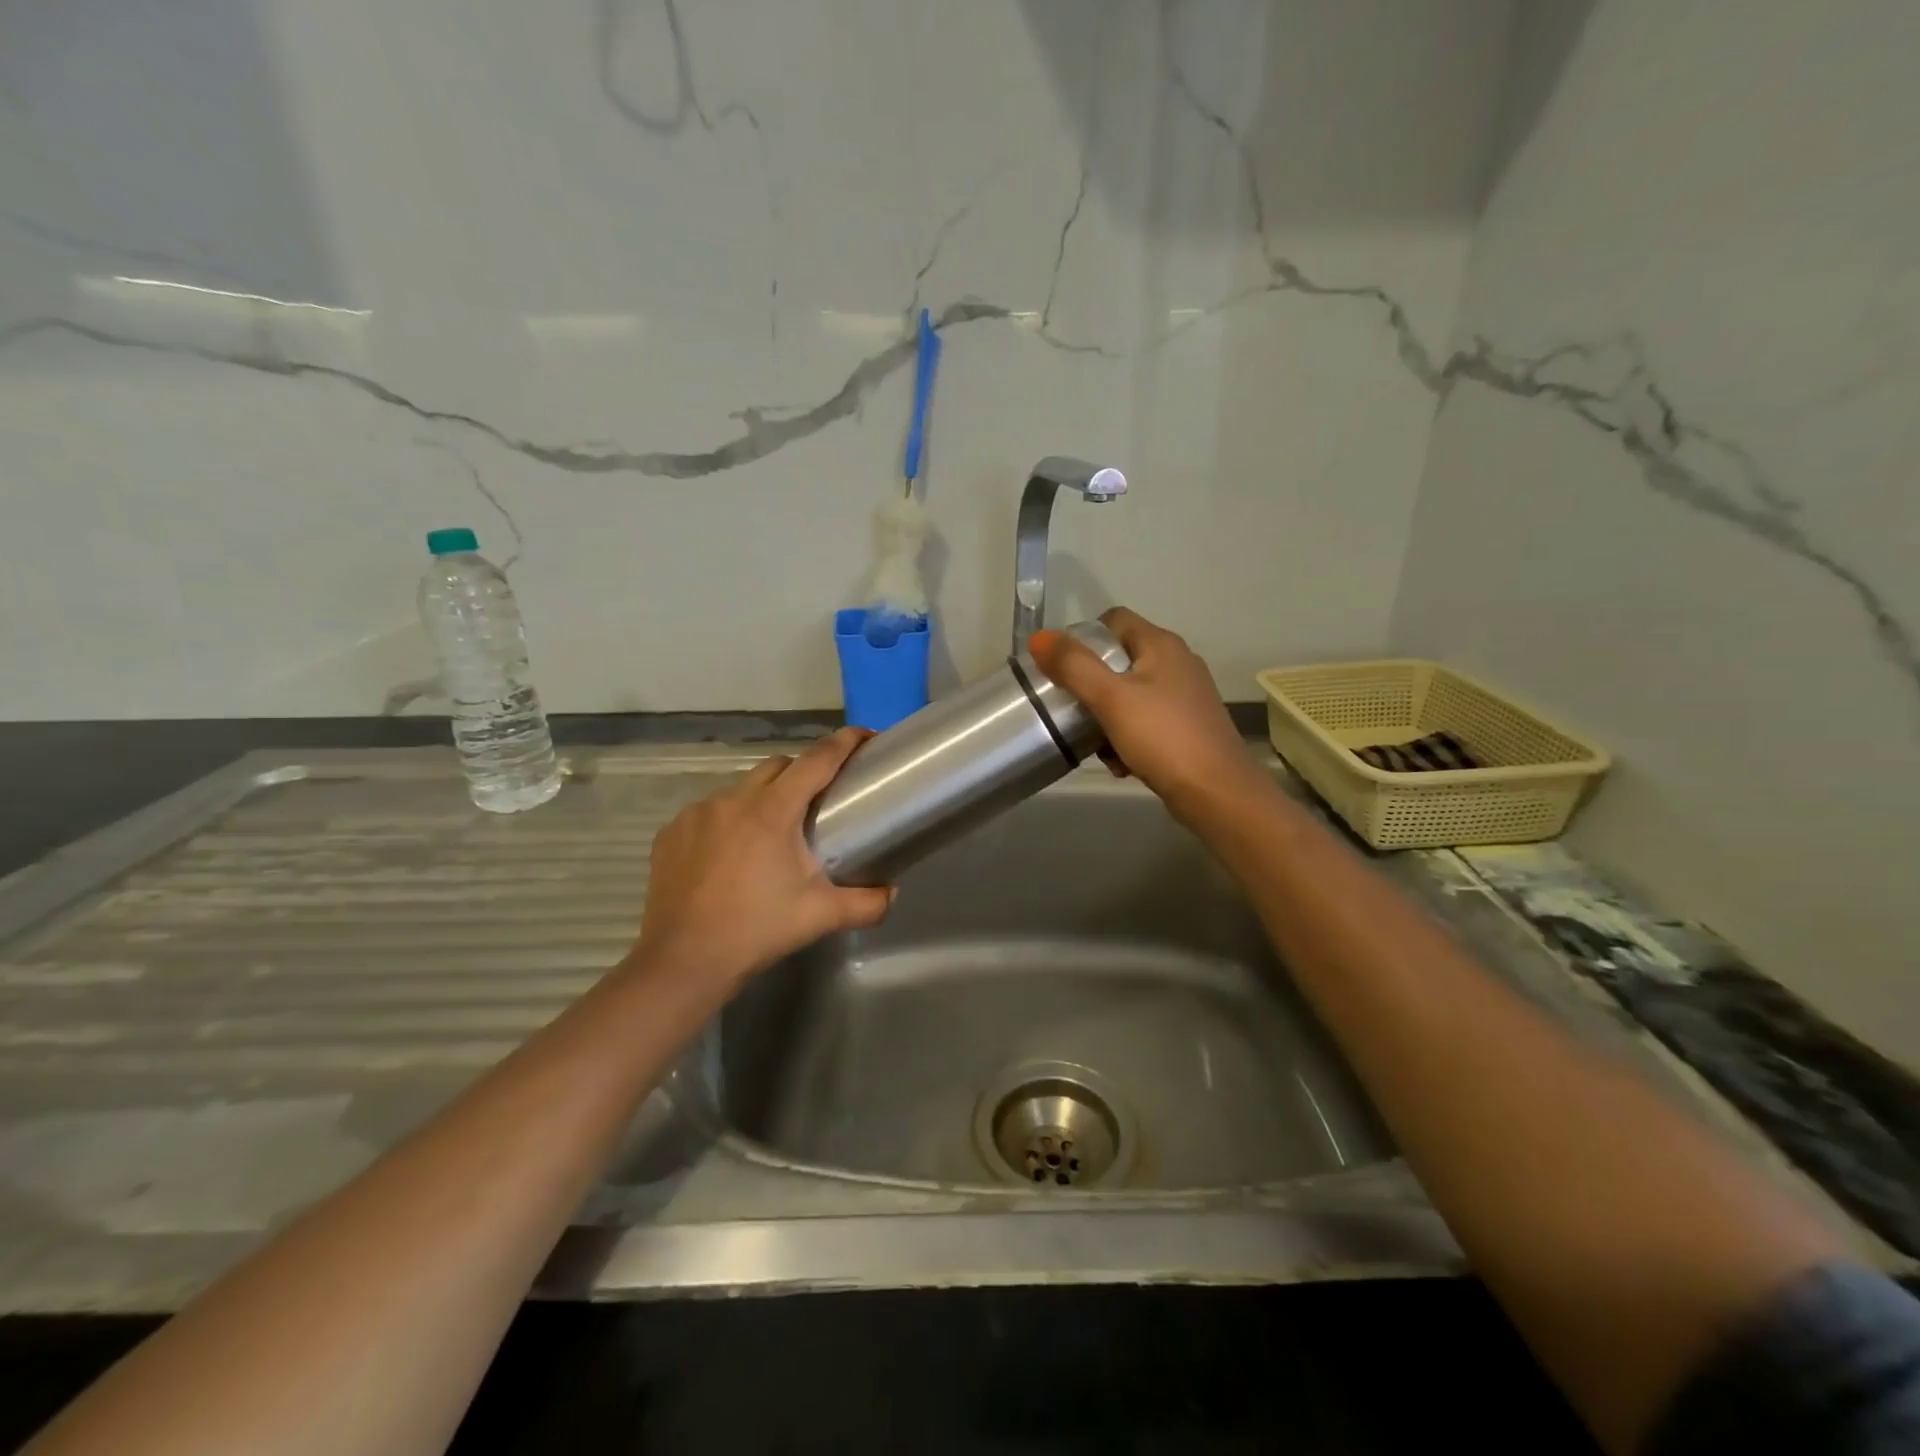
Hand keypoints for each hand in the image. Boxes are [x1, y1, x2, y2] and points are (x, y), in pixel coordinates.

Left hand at [635, 728, 893, 983]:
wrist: (684, 962)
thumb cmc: (757, 930)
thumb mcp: (820, 916)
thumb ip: (867, 902)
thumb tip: (892, 893)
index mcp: (772, 810)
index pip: (817, 760)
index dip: (844, 743)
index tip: (864, 736)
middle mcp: (733, 800)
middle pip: (778, 766)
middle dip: (802, 773)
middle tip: (818, 804)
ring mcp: (696, 814)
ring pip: (741, 789)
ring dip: (762, 799)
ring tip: (771, 837)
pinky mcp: (671, 833)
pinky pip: (709, 813)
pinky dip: (727, 822)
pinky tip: (730, 856)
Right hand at [1029, 608, 1270, 824]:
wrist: (1217, 793)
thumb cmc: (1162, 737)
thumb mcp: (1111, 698)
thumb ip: (1073, 666)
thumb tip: (1039, 637)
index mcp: (1161, 645)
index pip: (1114, 620)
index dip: (1083, 637)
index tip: (1060, 667)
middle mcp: (1177, 663)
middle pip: (1119, 660)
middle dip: (1092, 685)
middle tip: (1072, 710)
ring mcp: (1185, 697)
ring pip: (1130, 696)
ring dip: (1107, 718)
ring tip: (1096, 744)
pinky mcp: (1187, 728)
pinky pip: (1146, 722)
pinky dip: (1128, 738)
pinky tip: (1122, 763)